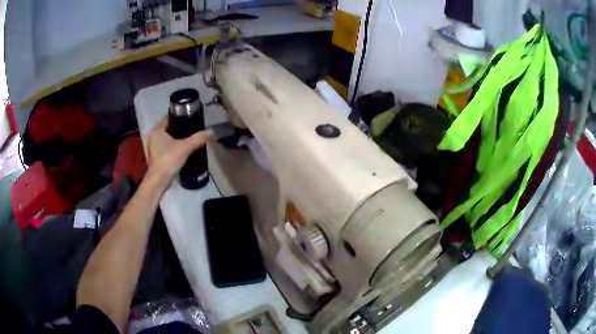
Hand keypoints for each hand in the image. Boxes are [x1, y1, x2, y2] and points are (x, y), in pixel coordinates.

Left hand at [146, 116, 211, 187]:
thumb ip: (198, 138)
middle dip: (178, 129)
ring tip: (188, 139)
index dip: (179, 117)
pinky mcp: (155, 157)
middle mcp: (152, 137)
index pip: (168, 118)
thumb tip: (211, 132)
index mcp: (157, 130)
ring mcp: (152, 148)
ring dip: (175, 139)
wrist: (159, 180)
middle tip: (191, 129)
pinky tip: (181, 150)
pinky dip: (172, 147)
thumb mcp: (185, 147)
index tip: (190, 118)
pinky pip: (164, 147)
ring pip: (166, 139)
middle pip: (167, 128)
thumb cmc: (169, 159)